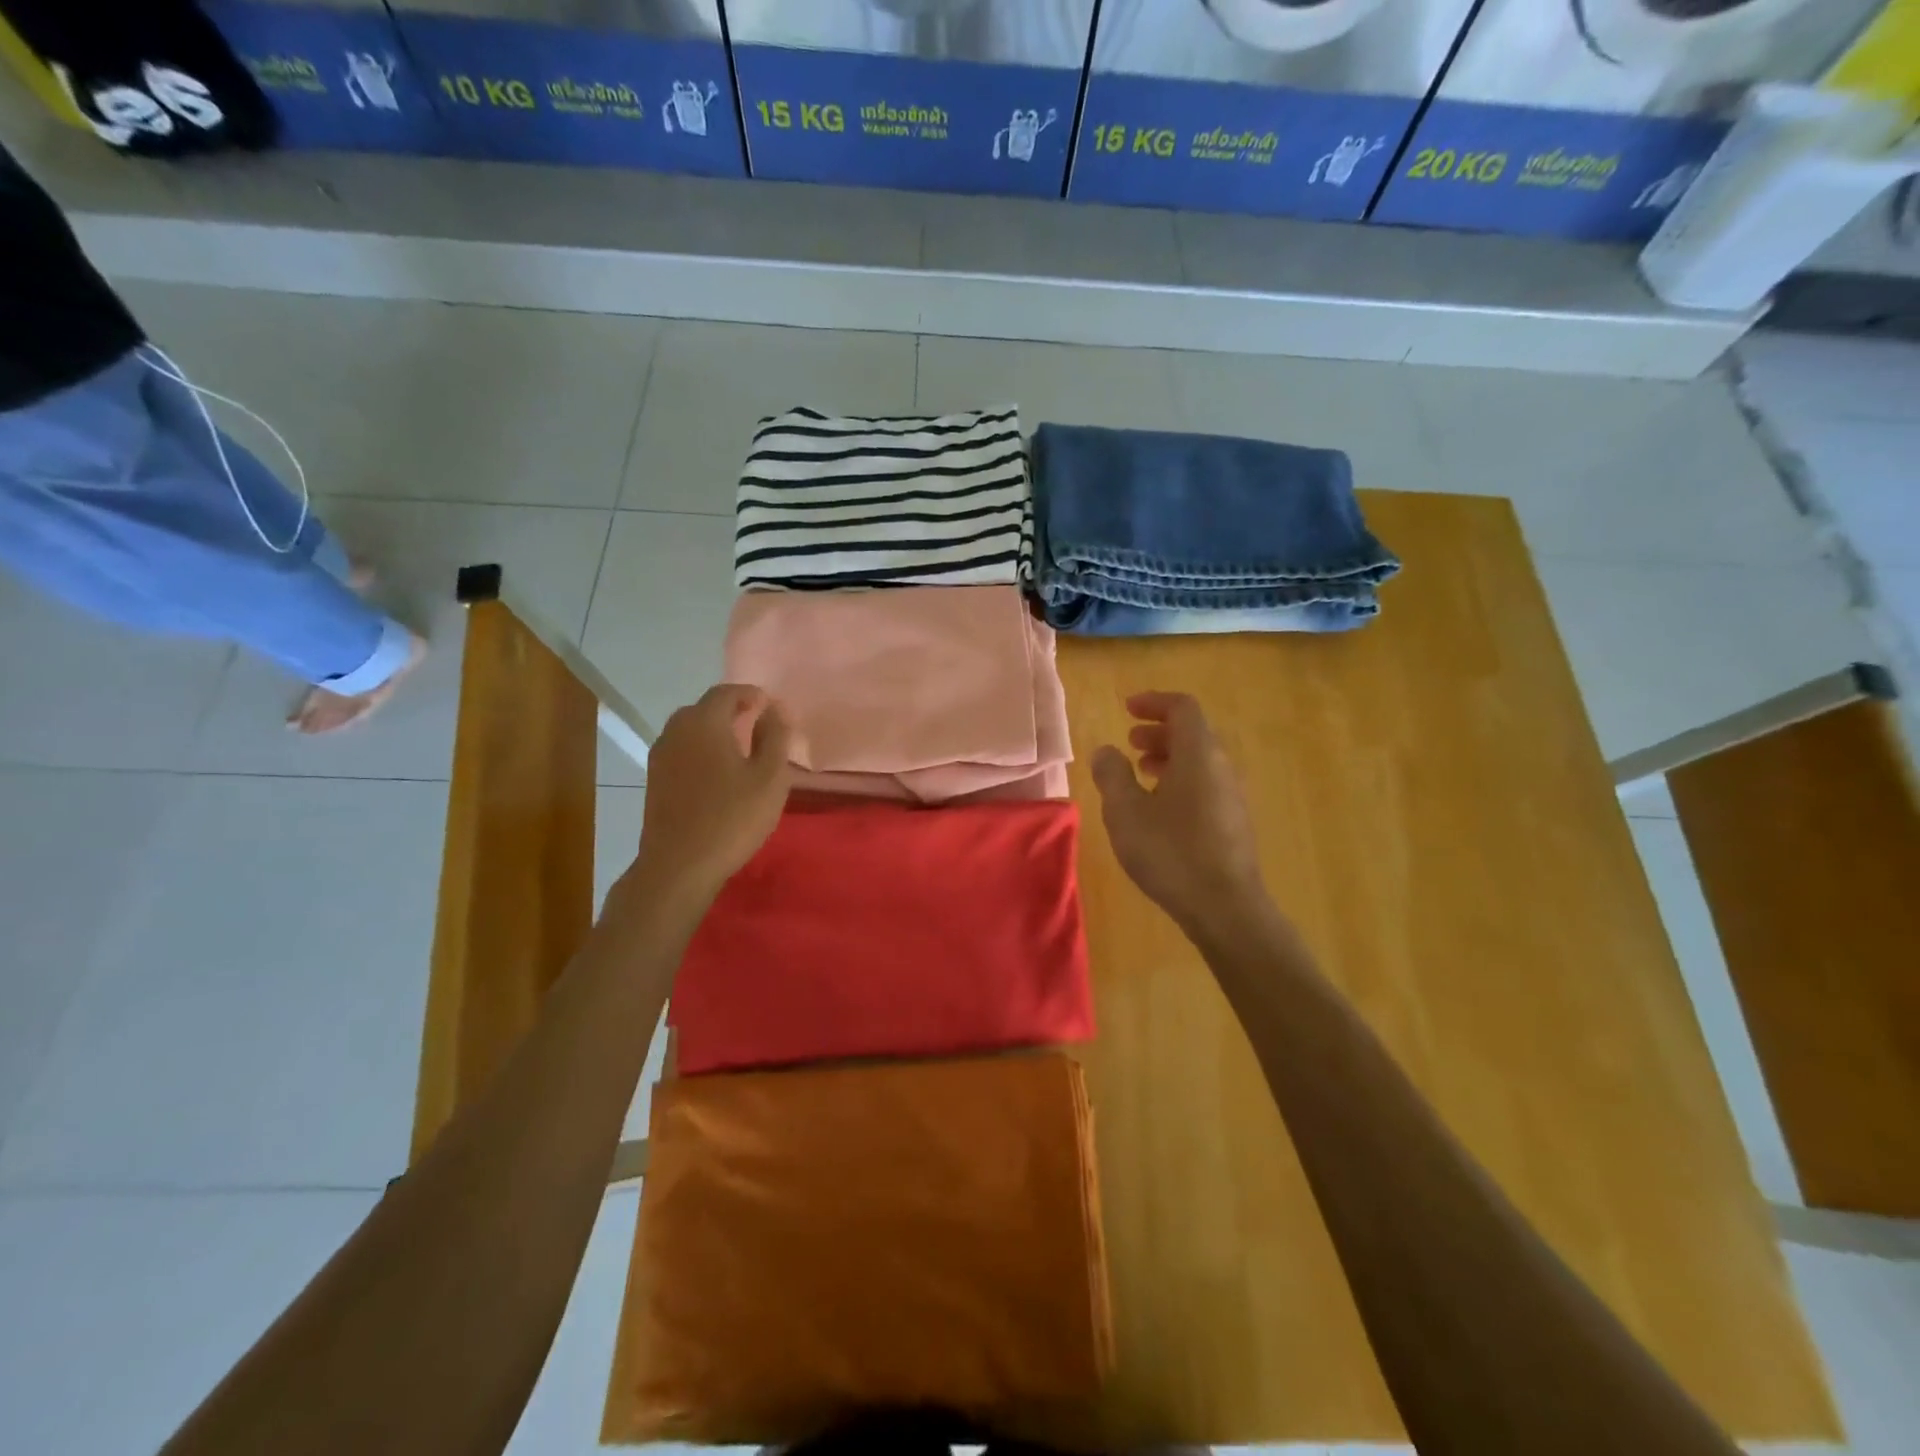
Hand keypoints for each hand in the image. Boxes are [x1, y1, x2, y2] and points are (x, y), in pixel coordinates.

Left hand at [630, 684, 791, 909]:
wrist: (679, 865)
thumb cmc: (732, 817)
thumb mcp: (770, 776)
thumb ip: (775, 737)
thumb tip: (774, 709)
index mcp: (704, 722)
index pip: (726, 693)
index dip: (750, 695)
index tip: (770, 707)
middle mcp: (676, 731)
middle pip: (704, 708)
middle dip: (731, 711)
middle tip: (757, 725)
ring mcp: (660, 756)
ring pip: (690, 731)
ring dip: (714, 732)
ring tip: (740, 750)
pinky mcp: (654, 781)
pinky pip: (682, 752)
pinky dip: (701, 752)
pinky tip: (717, 774)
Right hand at [1090, 691, 1267, 932]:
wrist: (1225, 907)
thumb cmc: (1171, 852)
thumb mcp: (1126, 811)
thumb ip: (1112, 774)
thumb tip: (1106, 751)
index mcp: (1199, 754)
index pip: (1182, 708)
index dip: (1154, 702)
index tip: (1127, 708)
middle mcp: (1222, 767)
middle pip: (1194, 733)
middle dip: (1159, 731)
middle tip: (1129, 741)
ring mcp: (1232, 795)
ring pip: (1200, 761)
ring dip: (1169, 757)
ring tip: (1140, 773)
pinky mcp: (1233, 821)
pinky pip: (1205, 783)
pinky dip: (1180, 779)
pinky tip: (1159, 808)